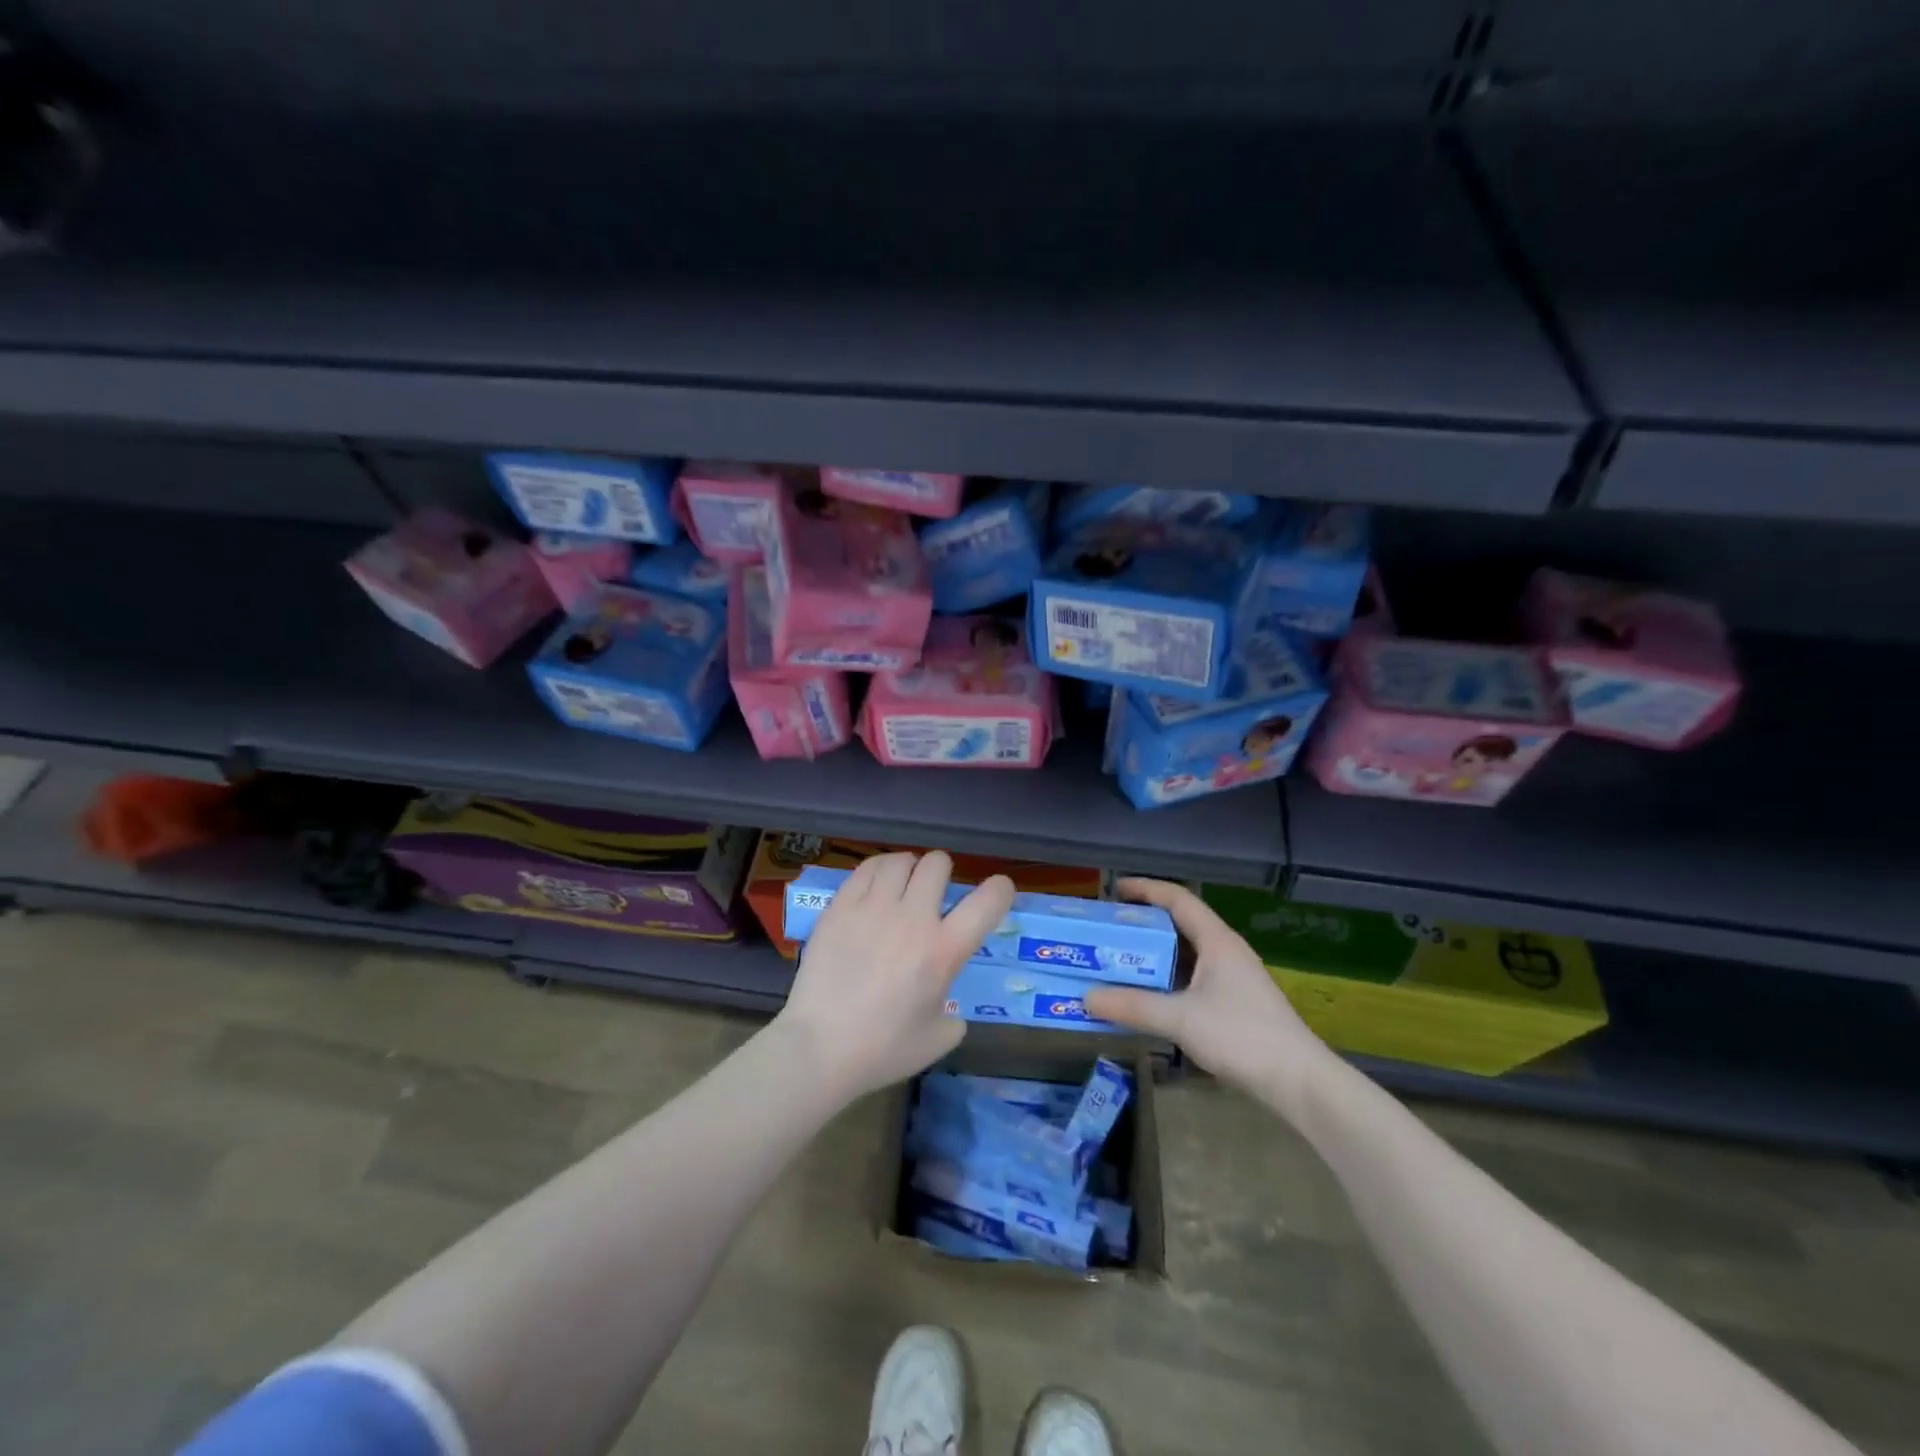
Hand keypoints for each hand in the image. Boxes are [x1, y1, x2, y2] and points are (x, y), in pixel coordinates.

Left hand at [776, 851, 1014, 1100]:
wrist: (819, 1048)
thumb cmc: (882, 1050)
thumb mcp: (938, 1039)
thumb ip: (953, 1014)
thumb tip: (946, 1003)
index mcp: (944, 950)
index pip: (987, 901)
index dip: (1000, 889)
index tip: (997, 890)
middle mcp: (913, 918)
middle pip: (938, 864)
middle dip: (943, 872)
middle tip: (934, 890)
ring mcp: (873, 908)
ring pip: (900, 860)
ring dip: (909, 868)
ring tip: (902, 883)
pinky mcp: (840, 907)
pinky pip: (866, 868)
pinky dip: (878, 870)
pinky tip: (875, 885)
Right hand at [1084, 878, 1335, 1119]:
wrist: (1299, 1082)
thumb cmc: (1242, 1036)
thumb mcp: (1181, 1019)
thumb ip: (1133, 1006)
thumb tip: (1086, 997)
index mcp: (1217, 941)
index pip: (1178, 899)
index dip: (1146, 889)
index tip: (1114, 888)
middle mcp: (1225, 951)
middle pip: (1180, 923)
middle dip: (1144, 923)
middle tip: (1109, 929)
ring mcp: (1233, 978)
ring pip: (1186, 953)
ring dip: (1155, 954)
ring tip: (1120, 959)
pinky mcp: (1235, 1002)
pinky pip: (1192, 977)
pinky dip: (1167, 978)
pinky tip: (1149, 995)